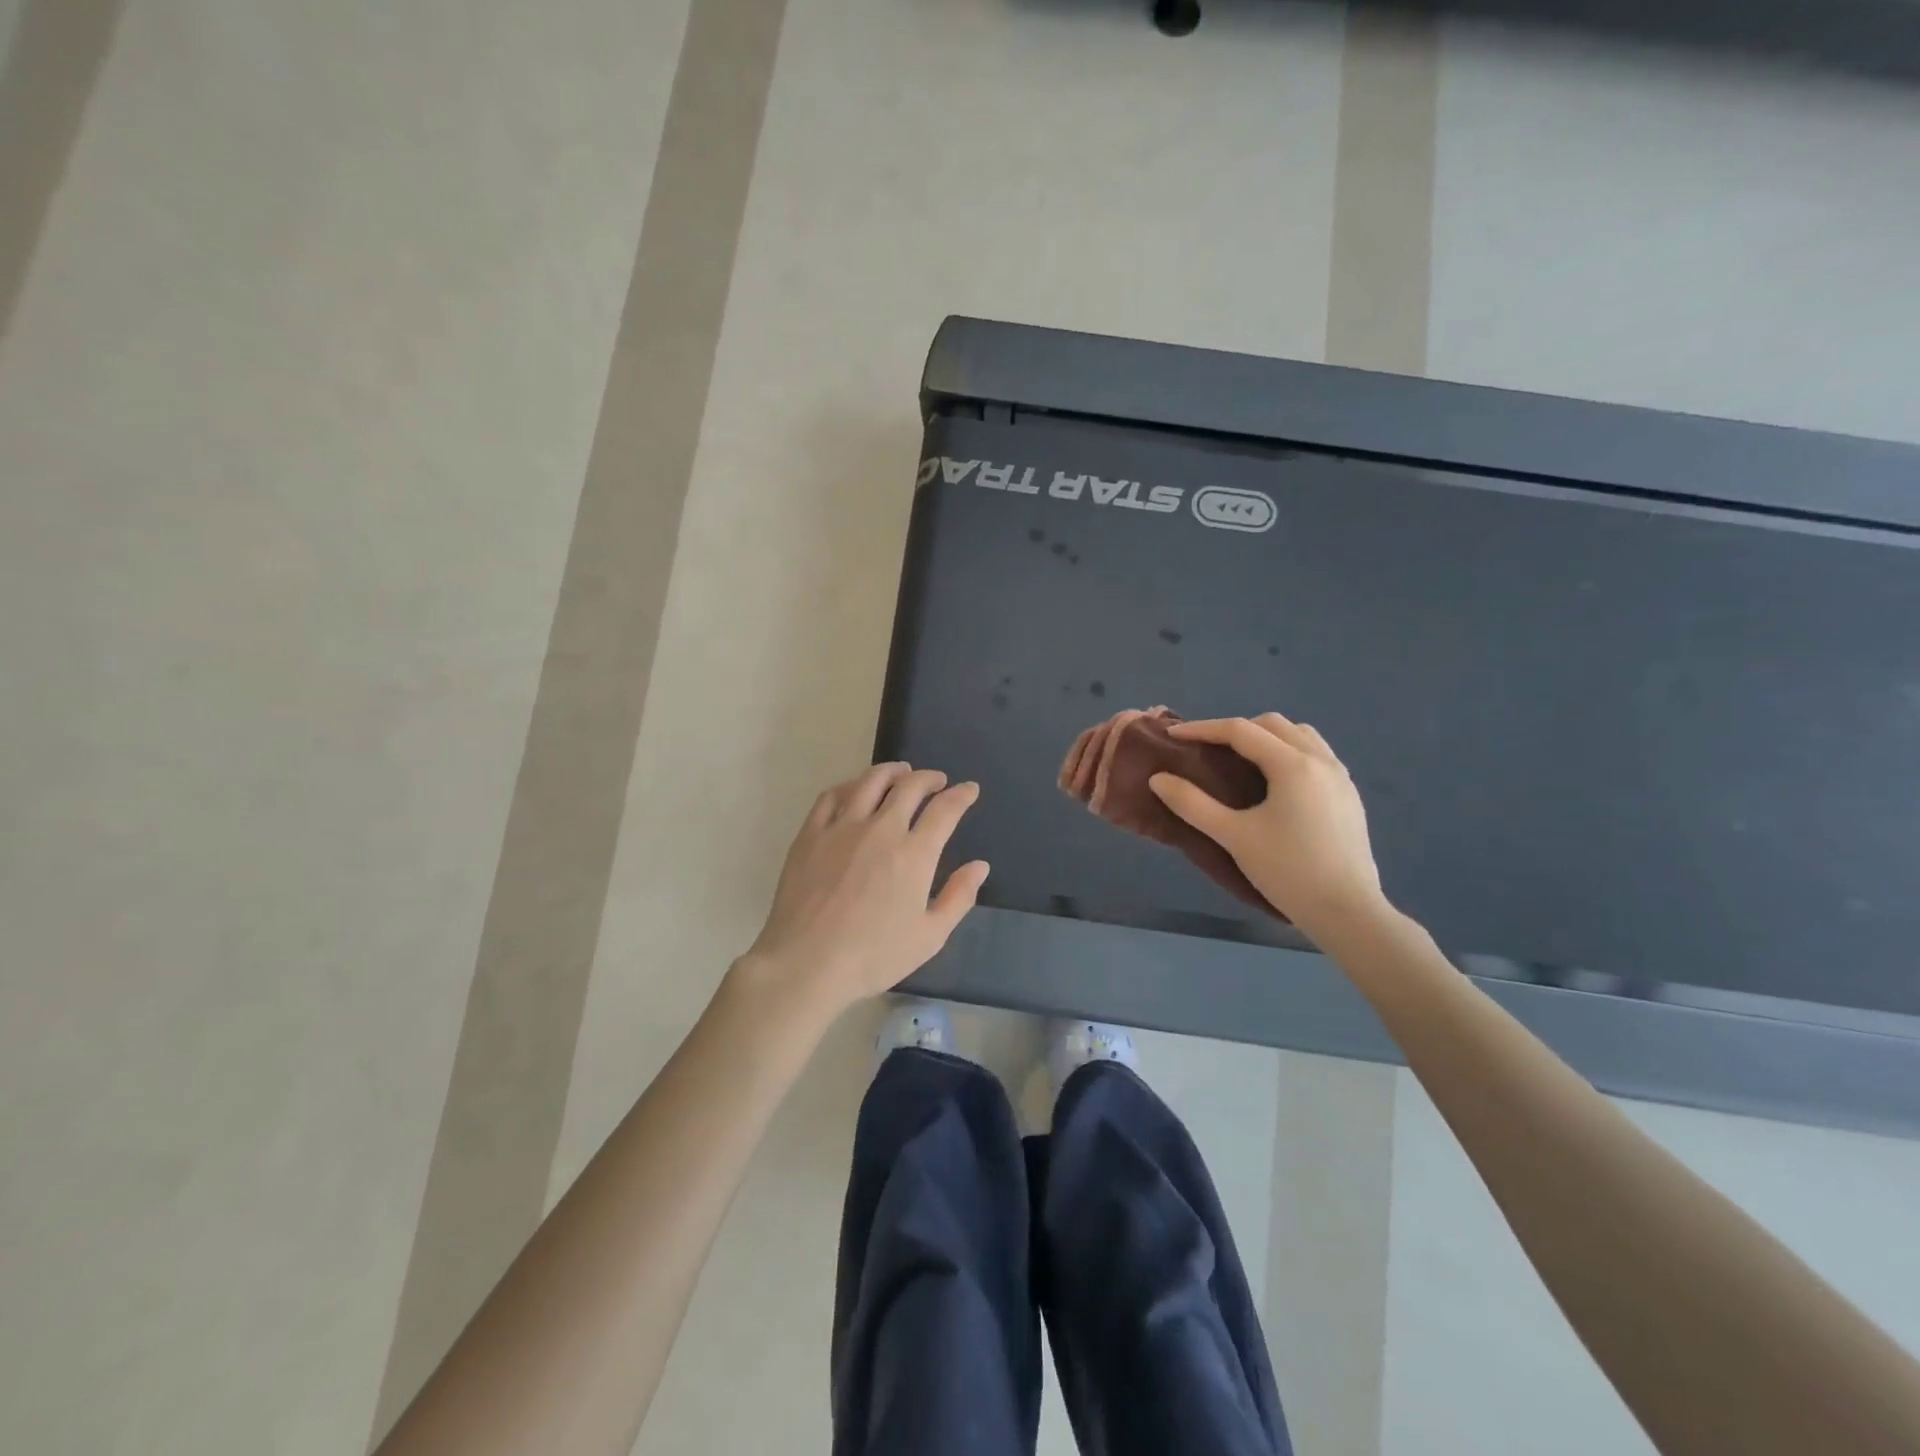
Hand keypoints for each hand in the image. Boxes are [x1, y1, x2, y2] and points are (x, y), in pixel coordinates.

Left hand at [740, 762, 988, 1016]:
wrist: (806, 963)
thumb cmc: (873, 956)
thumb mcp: (929, 937)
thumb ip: (959, 897)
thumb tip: (980, 866)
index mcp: (914, 854)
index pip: (945, 809)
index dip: (962, 795)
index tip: (969, 789)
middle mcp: (881, 829)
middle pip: (910, 786)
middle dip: (930, 778)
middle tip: (937, 780)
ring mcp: (842, 827)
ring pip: (871, 781)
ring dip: (892, 771)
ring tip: (901, 771)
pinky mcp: (811, 833)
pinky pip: (833, 795)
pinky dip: (851, 785)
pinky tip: (856, 789)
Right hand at [1149, 714, 1385, 941]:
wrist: (1348, 912)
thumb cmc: (1288, 871)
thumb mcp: (1234, 837)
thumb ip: (1193, 804)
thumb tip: (1158, 779)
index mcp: (1292, 765)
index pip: (1240, 731)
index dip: (1203, 729)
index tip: (1173, 736)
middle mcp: (1321, 760)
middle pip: (1273, 725)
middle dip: (1236, 730)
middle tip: (1207, 750)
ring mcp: (1341, 777)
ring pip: (1300, 736)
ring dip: (1267, 738)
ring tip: (1242, 762)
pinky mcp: (1349, 796)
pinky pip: (1316, 755)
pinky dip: (1289, 753)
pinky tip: (1276, 783)